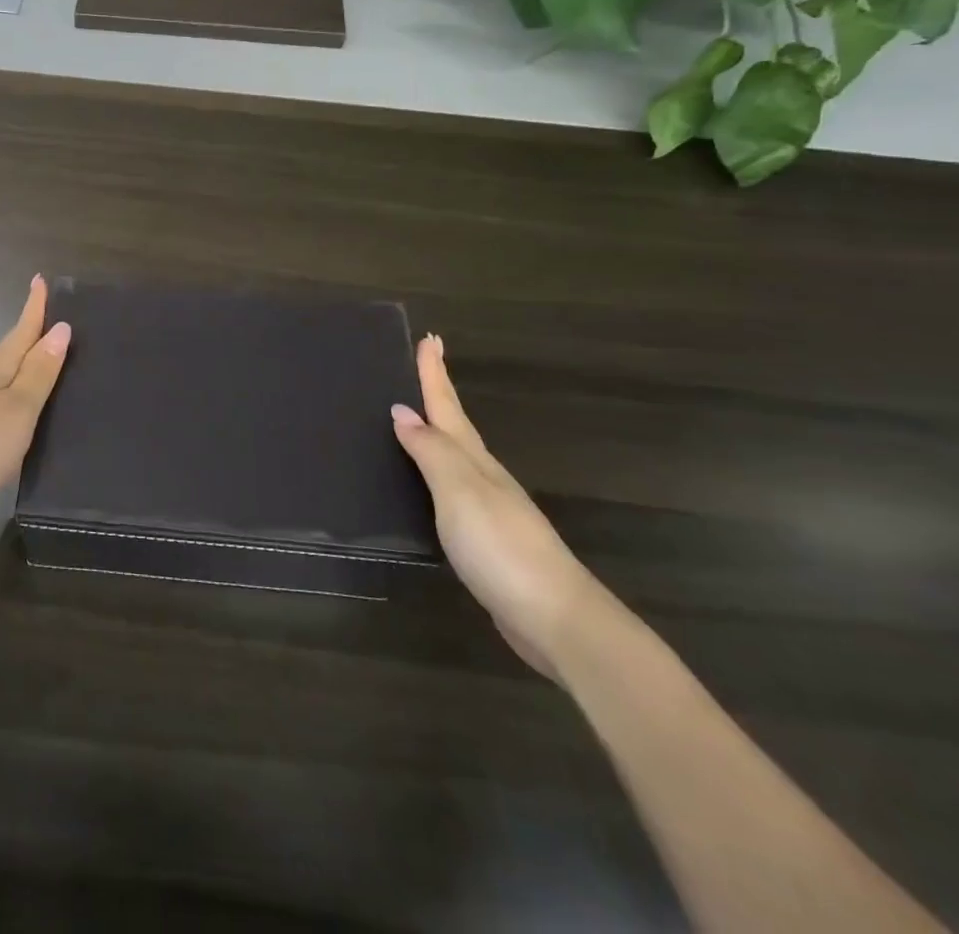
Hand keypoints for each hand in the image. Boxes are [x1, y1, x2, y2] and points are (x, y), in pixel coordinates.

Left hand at [0, 275, 70, 571]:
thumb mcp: (16, 409)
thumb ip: (39, 373)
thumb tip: (61, 328)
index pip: (20, 332)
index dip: (33, 307)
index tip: (40, 278)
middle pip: (13, 354)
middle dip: (33, 336)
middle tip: (61, 323)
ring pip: (6, 383)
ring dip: (28, 371)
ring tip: (54, 365)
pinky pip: (2, 410)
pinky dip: (20, 403)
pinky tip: (30, 415)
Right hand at [392, 334, 596, 680]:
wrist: (556, 619)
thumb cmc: (501, 546)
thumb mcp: (459, 491)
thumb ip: (430, 452)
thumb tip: (402, 410)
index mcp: (475, 461)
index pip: (448, 407)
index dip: (435, 374)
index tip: (429, 338)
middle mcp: (483, 477)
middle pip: (455, 425)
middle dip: (438, 393)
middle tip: (423, 362)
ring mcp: (488, 509)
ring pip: (455, 456)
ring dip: (437, 431)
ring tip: (417, 416)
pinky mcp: (485, 540)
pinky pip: (451, 489)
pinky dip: (436, 472)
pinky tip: (427, 483)